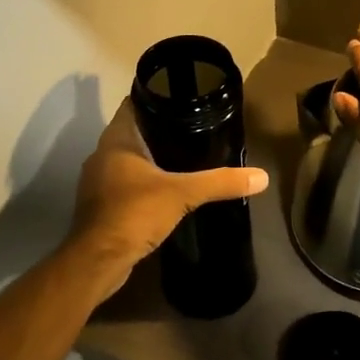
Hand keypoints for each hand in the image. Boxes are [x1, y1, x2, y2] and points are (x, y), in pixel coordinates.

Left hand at [66, 100, 269, 299]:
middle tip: (195, 128)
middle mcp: (102, 155)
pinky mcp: (100, 206)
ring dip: (151, 158)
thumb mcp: (183, 194)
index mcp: (116, 140)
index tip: (184, 99)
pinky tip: (166, 190)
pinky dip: (144, 183)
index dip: (157, 97)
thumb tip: (261, 177)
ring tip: (185, 157)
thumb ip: (220, 182)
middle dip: (160, 130)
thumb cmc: (134, 214)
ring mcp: (98, 181)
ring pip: (128, 160)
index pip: (134, 104)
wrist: (98, 261)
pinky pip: (125, 184)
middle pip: (133, 131)